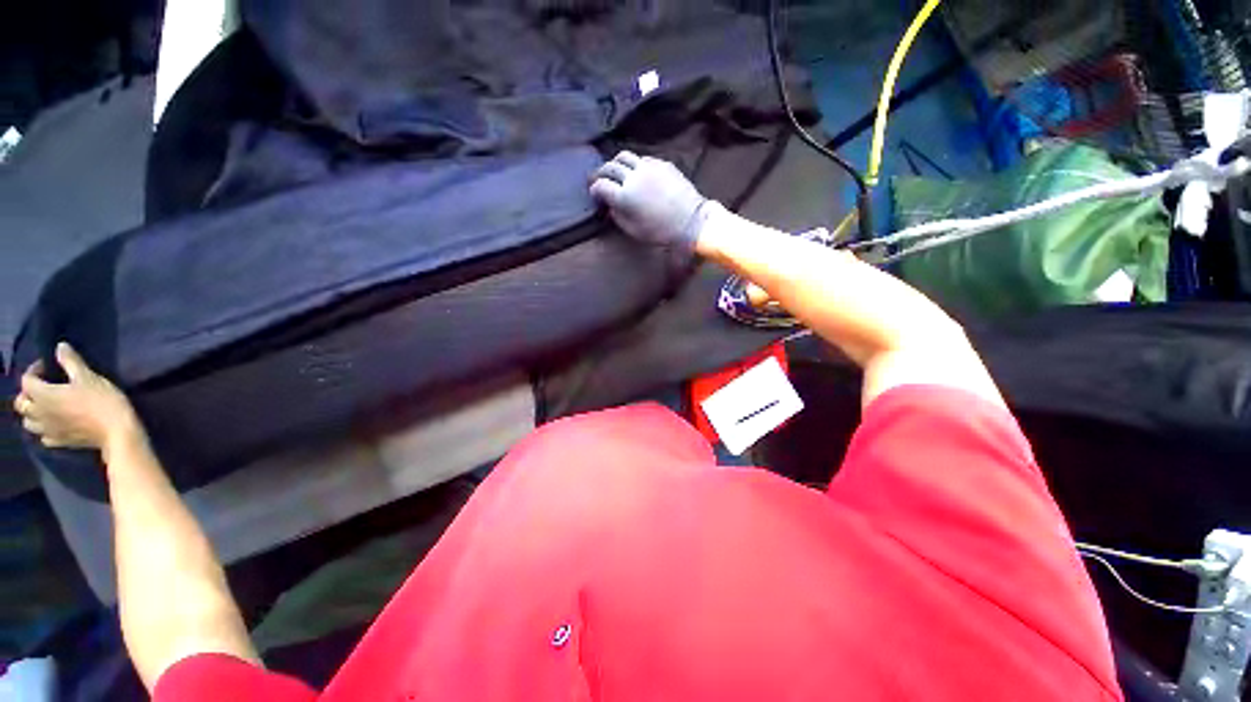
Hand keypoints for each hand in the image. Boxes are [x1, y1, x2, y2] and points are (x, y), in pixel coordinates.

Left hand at [13, 342, 141, 451]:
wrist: (116, 431)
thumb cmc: (102, 401)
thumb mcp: (89, 376)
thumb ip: (71, 361)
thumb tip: (60, 347)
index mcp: (44, 395)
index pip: (26, 380)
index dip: (34, 370)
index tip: (48, 366)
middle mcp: (40, 413)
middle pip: (21, 404)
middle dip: (27, 395)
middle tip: (42, 387)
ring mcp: (48, 430)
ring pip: (28, 423)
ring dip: (32, 414)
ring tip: (45, 407)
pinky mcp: (59, 441)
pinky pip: (43, 437)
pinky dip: (44, 430)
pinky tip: (54, 425)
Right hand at [589, 151, 713, 251]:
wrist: (690, 221)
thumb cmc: (659, 231)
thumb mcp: (632, 230)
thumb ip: (617, 216)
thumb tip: (611, 206)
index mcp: (623, 196)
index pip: (600, 186)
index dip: (594, 190)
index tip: (595, 195)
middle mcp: (632, 177)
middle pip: (609, 167)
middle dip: (601, 173)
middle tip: (599, 179)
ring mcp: (648, 167)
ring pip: (624, 156)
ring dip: (616, 163)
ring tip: (616, 170)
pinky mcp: (662, 163)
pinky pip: (642, 159)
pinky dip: (635, 164)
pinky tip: (637, 172)